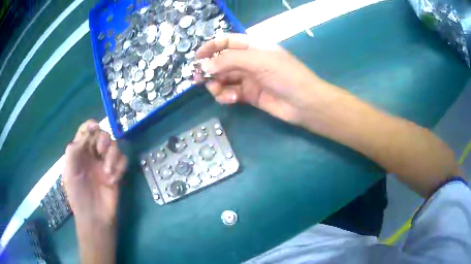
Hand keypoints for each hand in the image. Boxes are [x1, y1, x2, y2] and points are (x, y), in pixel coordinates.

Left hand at [63, 120, 127, 225]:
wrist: (95, 217)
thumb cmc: (78, 195)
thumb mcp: (69, 172)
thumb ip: (74, 150)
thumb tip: (89, 130)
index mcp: (80, 153)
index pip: (86, 131)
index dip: (91, 125)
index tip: (95, 128)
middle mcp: (93, 155)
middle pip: (102, 134)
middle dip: (103, 139)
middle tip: (100, 151)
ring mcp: (106, 164)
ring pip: (115, 146)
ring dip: (112, 156)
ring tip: (107, 173)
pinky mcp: (117, 173)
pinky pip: (123, 160)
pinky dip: (120, 167)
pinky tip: (113, 179)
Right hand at [196, 34, 329, 124]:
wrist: (304, 103)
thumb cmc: (285, 75)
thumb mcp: (258, 61)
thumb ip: (230, 60)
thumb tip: (204, 65)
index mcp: (253, 47)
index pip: (228, 42)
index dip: (212, 47)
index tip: (197, 57)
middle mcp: (249, 61)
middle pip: (223, 62)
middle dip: (210, 69)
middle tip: (199, 79)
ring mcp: (249, 79)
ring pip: (224, 78)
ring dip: (216, 84)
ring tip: (217, 90)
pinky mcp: (249, 95)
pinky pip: (231, 93)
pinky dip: (226, 95)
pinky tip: (230, 99)